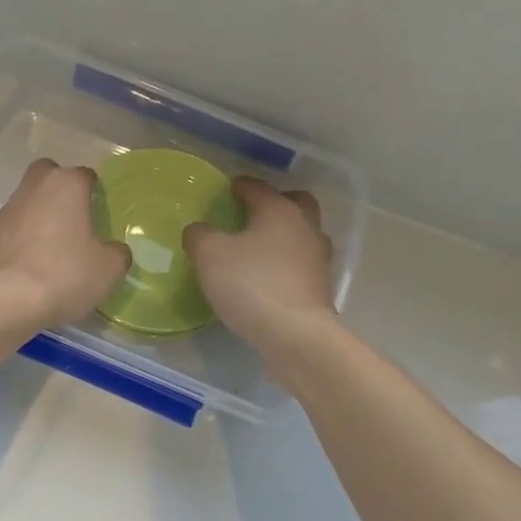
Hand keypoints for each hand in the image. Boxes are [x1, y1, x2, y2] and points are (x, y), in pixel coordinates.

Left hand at [0, 158, 131, 327]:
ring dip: (37, 215)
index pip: (84, 175)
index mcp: (65, 186)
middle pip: (47, 174)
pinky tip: (28, 265)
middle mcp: (32, 189)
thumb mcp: (108, 270)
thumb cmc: (65, 274)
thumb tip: (115, 251)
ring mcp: (5, 211)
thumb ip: (116, 254)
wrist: (5, 302)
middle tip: (72, 217)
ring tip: (50, 248)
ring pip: (25, 201)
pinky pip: (9, 229)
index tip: (99, 210)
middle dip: (58, 188)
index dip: (93, 190)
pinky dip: (19, 239)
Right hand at [184, 177, 336, 353]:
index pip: (258, 187)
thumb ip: (200, 236)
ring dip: (286, 235)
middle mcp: (305, 227)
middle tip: (254, 213)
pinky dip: (288, 263)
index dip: (241, 186)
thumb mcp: (209, 255)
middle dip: (276, 202)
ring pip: (304, 234)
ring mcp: (318, 258)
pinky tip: (270, 276)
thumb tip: (200, 230)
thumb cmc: (251, 284)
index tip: (228, 189)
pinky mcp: (321, 287)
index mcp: (279, 210)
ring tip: (261, 247)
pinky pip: (303, 264)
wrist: (296, 335)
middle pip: (296, 203)